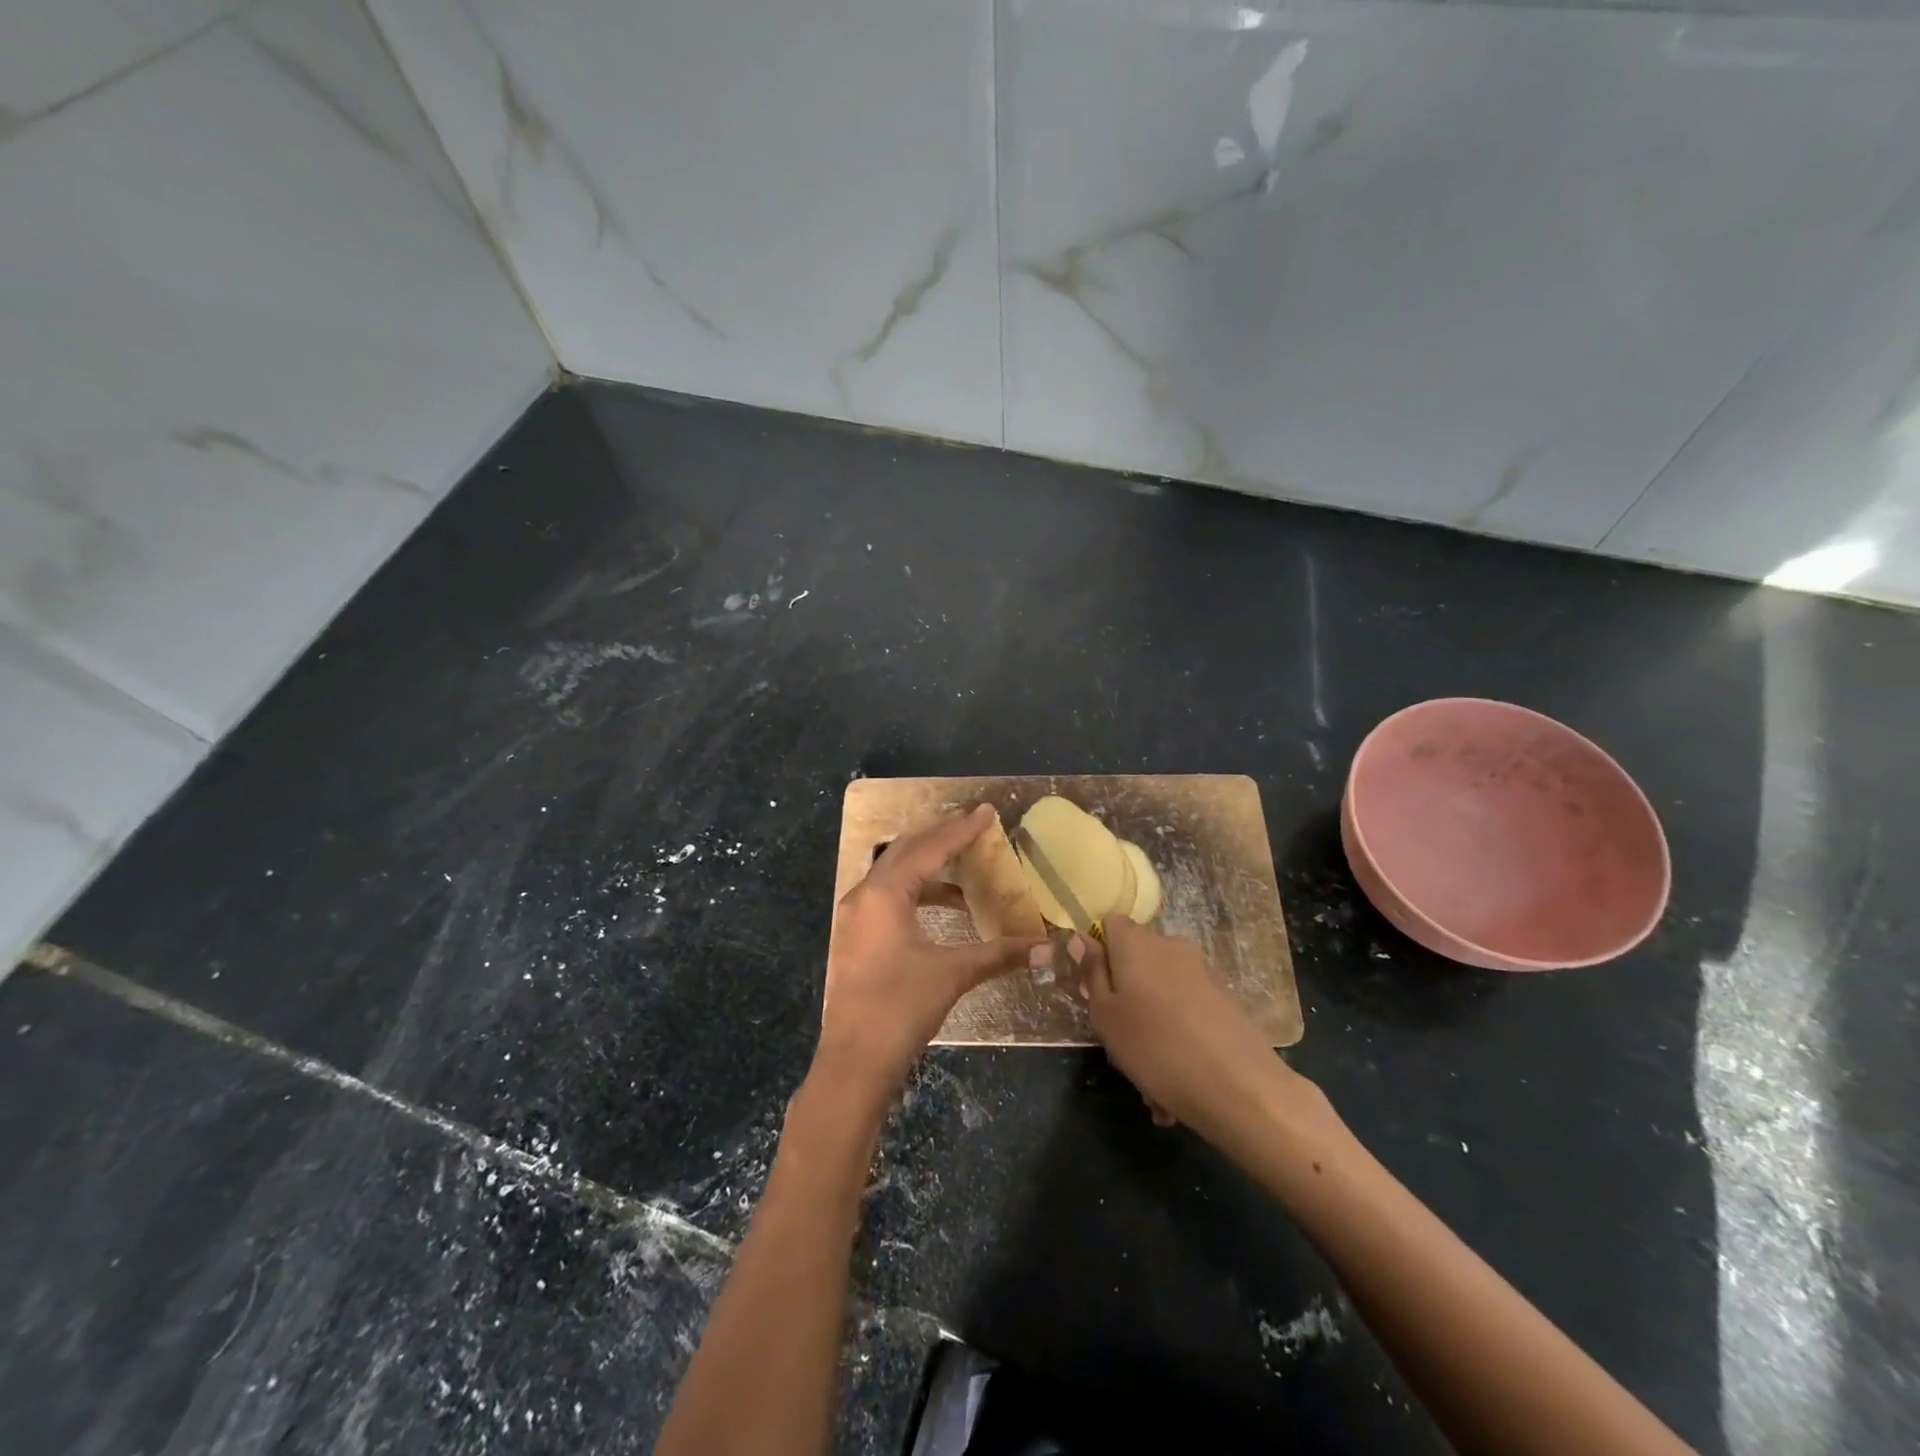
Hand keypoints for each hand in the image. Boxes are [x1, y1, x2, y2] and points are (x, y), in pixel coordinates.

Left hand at [817, 805, 1047, 1100]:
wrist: (853, 1061)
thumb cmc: (901, 1007)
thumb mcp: (953, 973)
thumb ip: (1000, 954)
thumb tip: (1047, 948)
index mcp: (884, 893)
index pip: (930, 849)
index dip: (961, 830)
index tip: (987, 813)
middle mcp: (864, 895)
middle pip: (906, 852)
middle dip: (940, 838)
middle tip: (973, 828)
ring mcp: (854, 917)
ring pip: (894, 875)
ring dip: (929, 868)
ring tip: (966, 870)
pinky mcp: (854, 938)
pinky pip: (888, 898)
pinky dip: (917, 894)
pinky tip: (944, 910)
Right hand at [1072, 916, 1306, 1139]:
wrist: (1239, 1086)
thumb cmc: (1155, 1047)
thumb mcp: (1106, 1015)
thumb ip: (1092, 972)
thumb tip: (1082, 937)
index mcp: (1135, 942)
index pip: (1109, 924)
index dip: (1097, 953)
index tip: (1093, 990)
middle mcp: (1169, 945)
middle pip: (1134, 959)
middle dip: (1123, 994)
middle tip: (1117, 1040)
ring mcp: (1200, 970)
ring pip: (1159, 991)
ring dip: (1149, 1023)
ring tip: (1149, 1077)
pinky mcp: (1222, 997)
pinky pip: (1184, 1010)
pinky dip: (1175, 1035)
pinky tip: (1175, 1080)